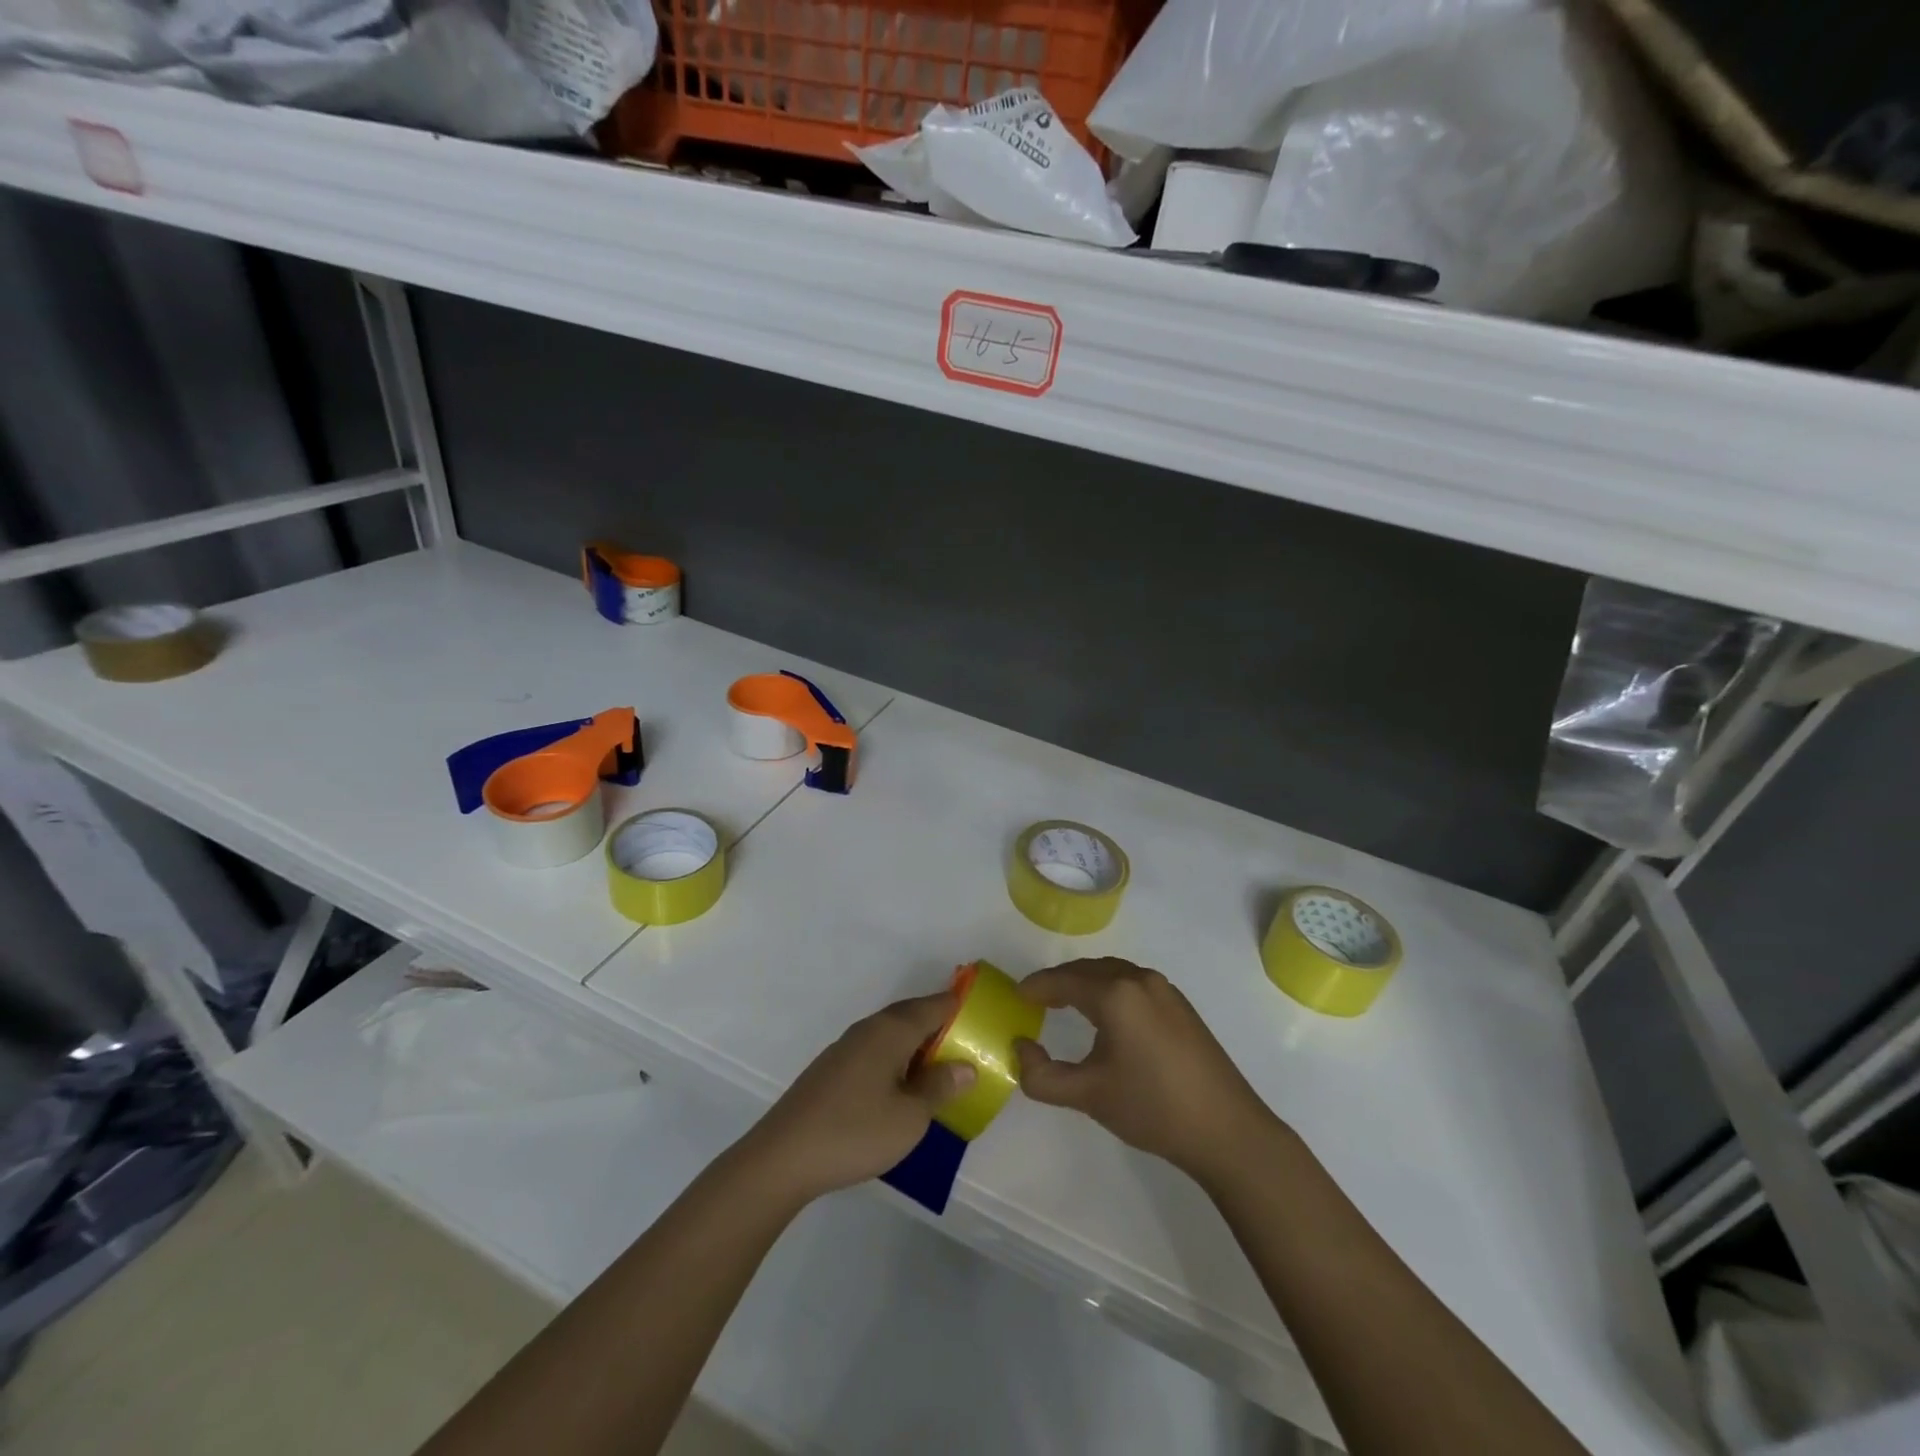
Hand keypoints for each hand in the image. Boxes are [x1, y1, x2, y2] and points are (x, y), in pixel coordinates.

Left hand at [739, 992, 975, 1206]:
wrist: (783, 1157)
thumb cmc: (855, 1132)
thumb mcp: (910, 1116)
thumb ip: (940, 1088)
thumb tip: (965, 1066)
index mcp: (891, 1031)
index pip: (934, 1005)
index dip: (959, 1005)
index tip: (982, 1011)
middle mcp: (868, 1029)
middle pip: (911, 1015)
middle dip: (939, 1023)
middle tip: (967, 1041)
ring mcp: (846, 1048)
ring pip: (891, 1034)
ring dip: (916, 1043)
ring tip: (940, 1066)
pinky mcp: (832, 1070)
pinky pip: (875, 1050)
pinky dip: (896, 1058)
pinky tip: (901, 1085)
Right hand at [1014, 958, 1278, 1187]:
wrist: (1227, 1130)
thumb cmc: (1153, 1108)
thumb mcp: (1088, 1095)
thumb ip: (1042, 1075)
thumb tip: (1020, 1048)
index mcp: (1116, 994)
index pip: (1063, 980)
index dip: (1036, 986)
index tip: (1015, 996)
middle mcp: (1139, 980)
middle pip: (1088, 970)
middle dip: (1059, 981)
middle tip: (1036, 1000)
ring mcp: (1165, 990)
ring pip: (1113, 973)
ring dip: (1086, 983)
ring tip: (1065, 1003)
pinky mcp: (1180, 1005)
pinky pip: (1133, 983)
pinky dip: (1110, 989)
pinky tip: (1106, 1016)